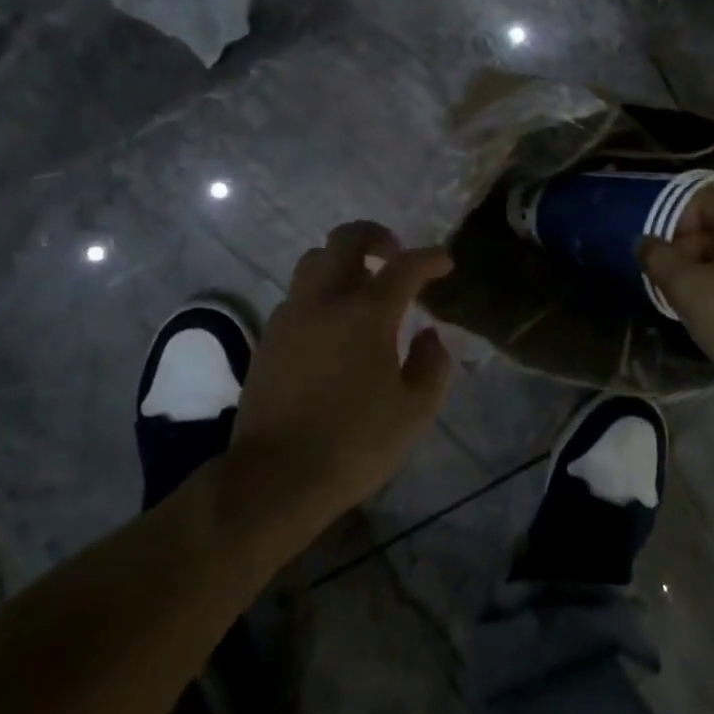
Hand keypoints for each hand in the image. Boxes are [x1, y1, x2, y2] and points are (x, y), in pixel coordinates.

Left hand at [227, 221, 454, 525]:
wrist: (275, 477)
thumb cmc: (354, 444)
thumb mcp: (414, 411)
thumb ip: (432, 364)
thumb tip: (430, 335)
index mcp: (367, 312)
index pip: (405, 266)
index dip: (430, 258)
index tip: (444, 264)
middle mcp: (326, 300)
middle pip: (346, 239)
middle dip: (375, 235)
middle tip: (394, 255)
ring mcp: (291, 314)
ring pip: (314, 260)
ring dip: (341, 261)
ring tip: (361, 288)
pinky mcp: (269, 336)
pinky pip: (297, 294)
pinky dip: (319, 293)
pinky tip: (331, 326)